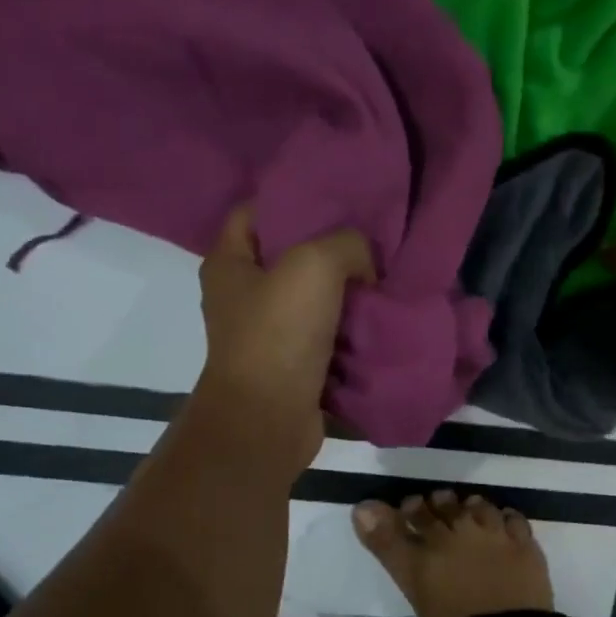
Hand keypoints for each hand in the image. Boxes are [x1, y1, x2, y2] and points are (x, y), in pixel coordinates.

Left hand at [196, 208, 376, 466]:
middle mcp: (243, 296)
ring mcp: (268, 335)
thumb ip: (346, 244)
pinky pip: (328, 337)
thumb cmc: (279, 334)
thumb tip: (366, 262)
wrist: (268, 420)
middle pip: (290, 256)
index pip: (255, 211)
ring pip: (315, 299)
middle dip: (331, 248)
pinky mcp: (293, 366)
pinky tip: (382, 318)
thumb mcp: (314, 265)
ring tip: (386, 277)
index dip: (293, 197)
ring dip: (348, 293)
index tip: (337, 196)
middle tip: (374, 239)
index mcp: (229, 263)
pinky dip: (351, 331)